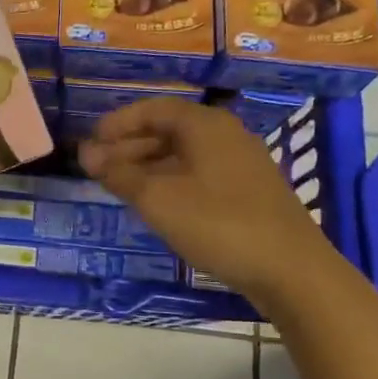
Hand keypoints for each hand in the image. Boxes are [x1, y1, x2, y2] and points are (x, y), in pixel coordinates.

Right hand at [78, 98, 330, 300]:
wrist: (290, 269)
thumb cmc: (218, 224)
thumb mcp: (158, 199)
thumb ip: (119, 174)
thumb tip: (87, 154)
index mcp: (205, 126)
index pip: (153, 109)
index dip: (118, 123)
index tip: (91, 142)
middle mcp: (226, 135)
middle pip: (169, 130)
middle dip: (129, 147)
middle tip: (97, 170)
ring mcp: (241, 164)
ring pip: (184, 155)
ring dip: (149, 166)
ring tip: (121, 189)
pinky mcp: (249, 191)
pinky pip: (200, 174)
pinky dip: (171, 181)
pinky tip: (158, 205)